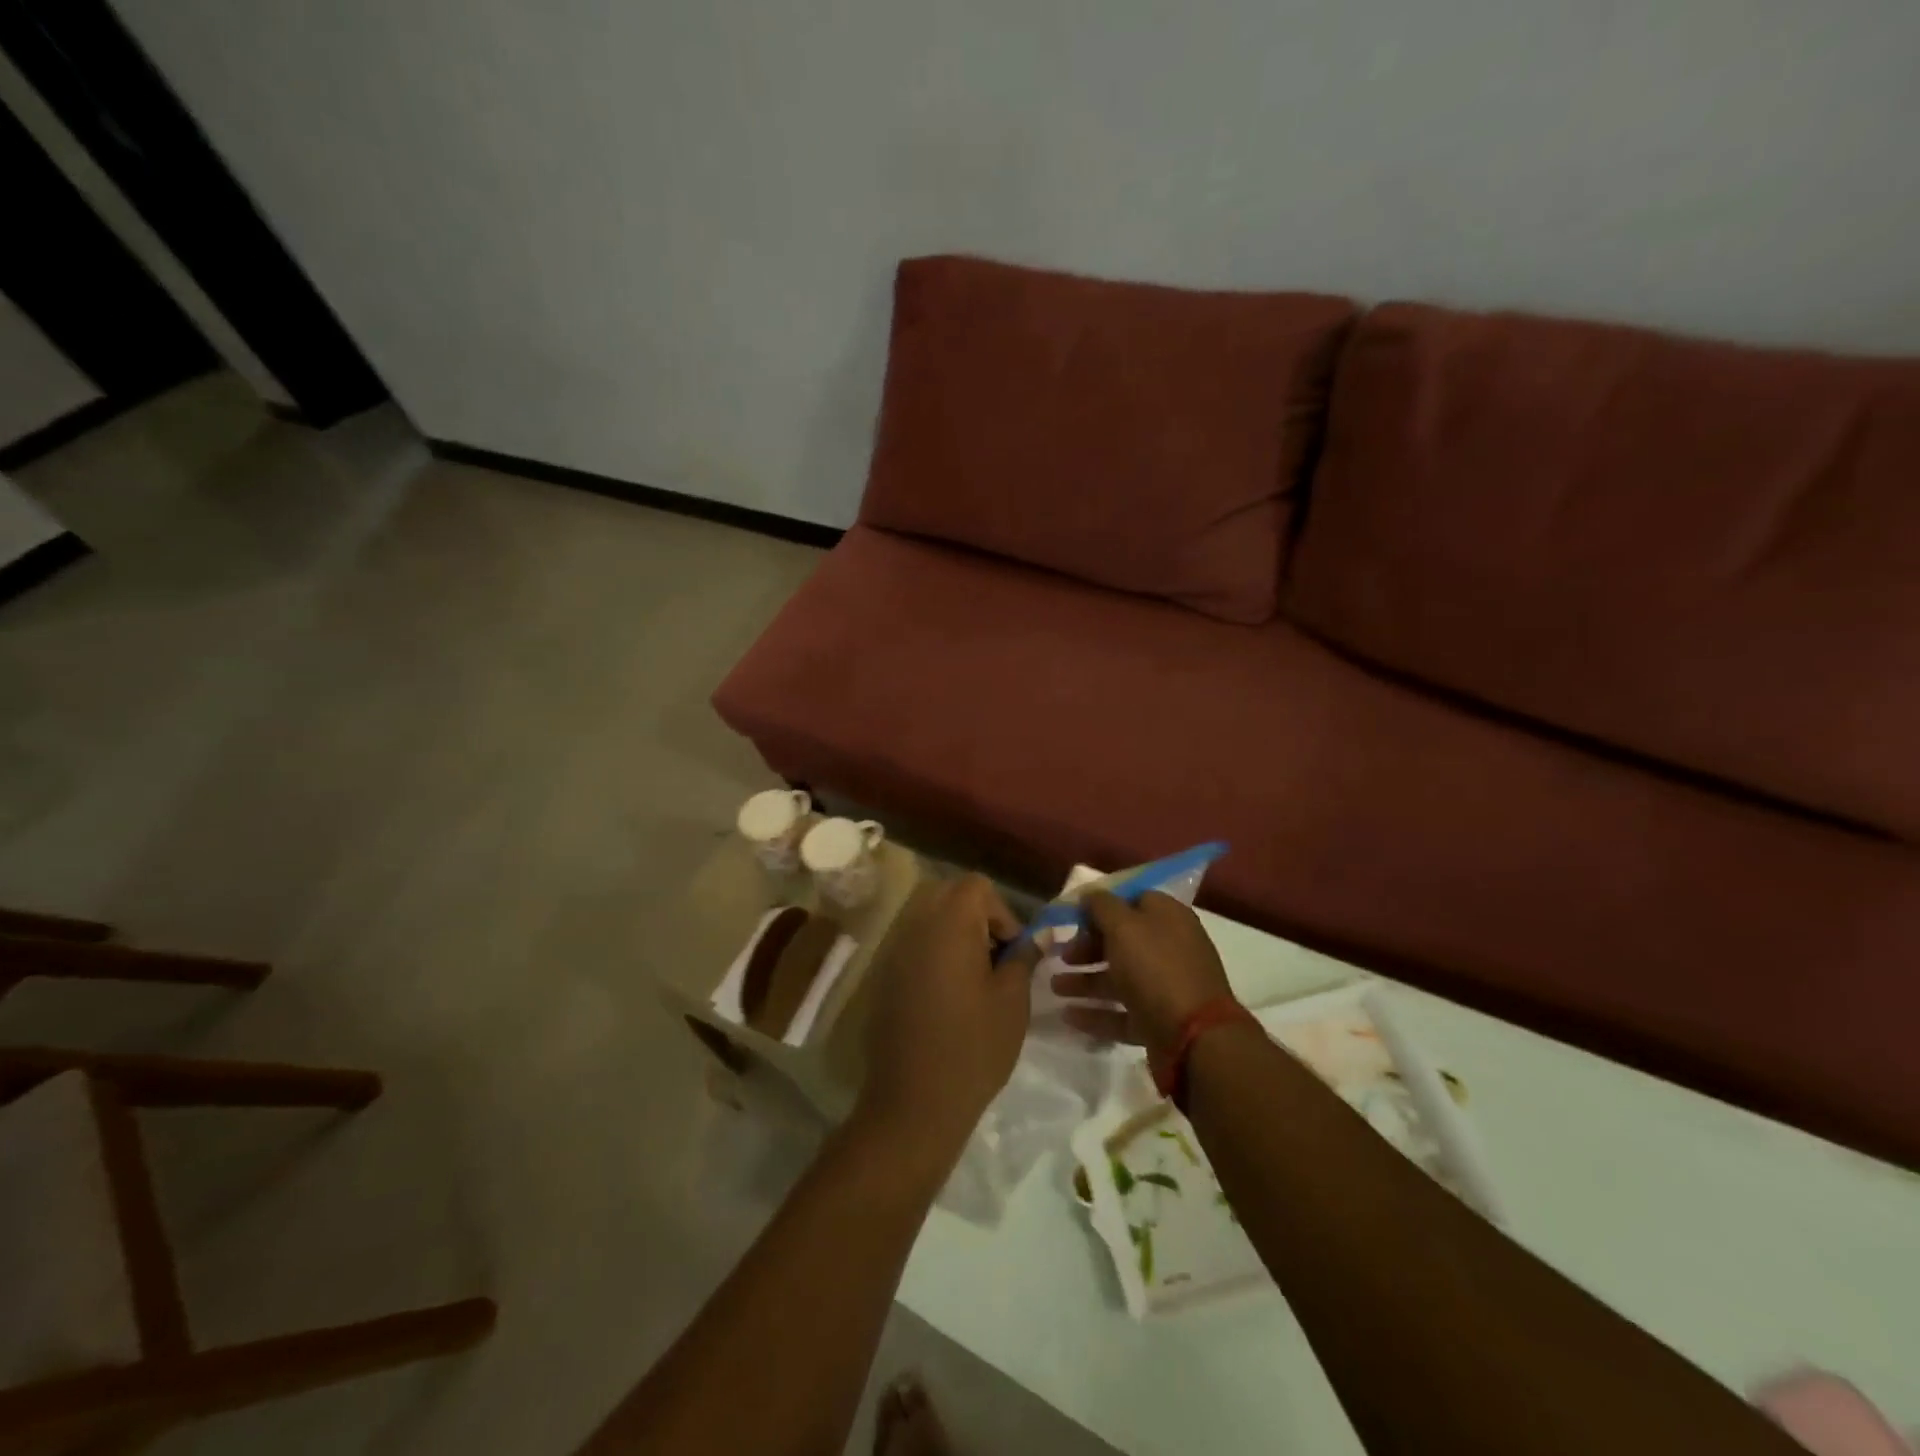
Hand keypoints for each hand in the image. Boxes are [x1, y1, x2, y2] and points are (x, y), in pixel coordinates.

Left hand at [856, 874, 1038, 1163]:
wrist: (913, 1103)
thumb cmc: (973, 1047)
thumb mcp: (1012, 1001)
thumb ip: (1023, 957)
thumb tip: (1036, 936)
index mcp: (949, 925)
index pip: (976, 886)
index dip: (1001, 912)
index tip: (1012, 952)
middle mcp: (915, 927)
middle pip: (950, 896)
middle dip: (978, 919)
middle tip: (996, 961)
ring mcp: (894, 952)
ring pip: (930, 920)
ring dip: (956, 937)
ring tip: (976, 982)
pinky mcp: (884, 977)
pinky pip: (914, 947)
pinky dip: (935, 956)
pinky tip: (948, 999)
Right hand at [1049, 890, 1232, 1055]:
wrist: (1194, 1038)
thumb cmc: (1155, 969)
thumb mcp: (1123, 926)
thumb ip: (1102, 906)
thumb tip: (1090, 895)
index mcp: (1167, 917)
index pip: (1131, 901)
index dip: (1101, 907)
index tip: (1074, 919)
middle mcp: (1169, 948)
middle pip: (1122, 941)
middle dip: (1087, 947)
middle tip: (1063, 956)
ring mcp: (1165, 987)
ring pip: (1119, 978)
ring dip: (1085, 980)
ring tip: (1055, 987)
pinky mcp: (1159, 1021)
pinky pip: (1122, 1012)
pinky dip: (1096, 1013)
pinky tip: (1069, 1016)